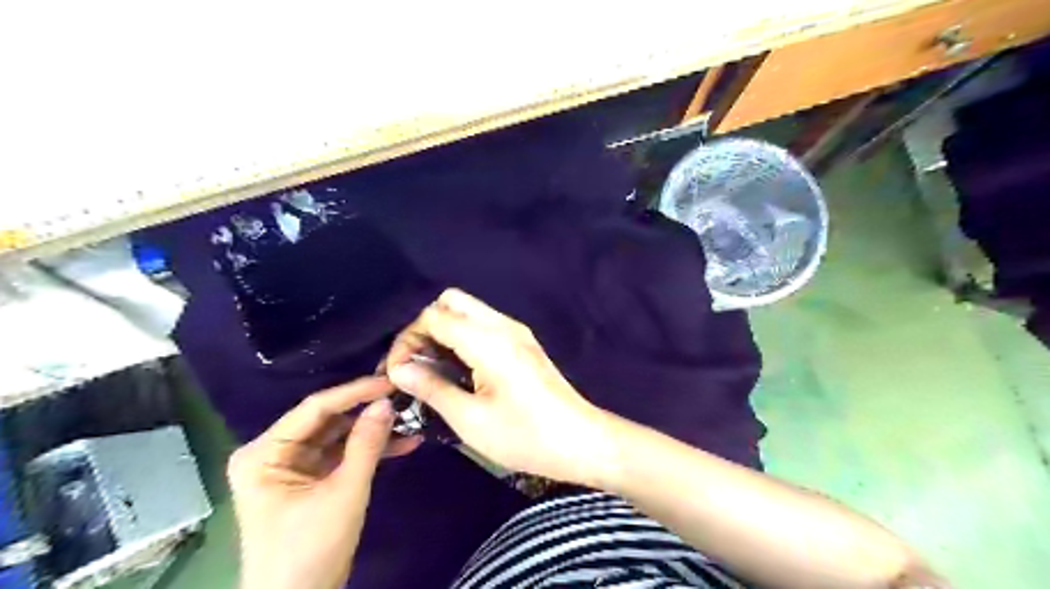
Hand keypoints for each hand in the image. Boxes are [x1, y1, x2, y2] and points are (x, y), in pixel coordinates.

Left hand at [231, 377, 422, 587]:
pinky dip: (369, 450)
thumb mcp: (344, 493)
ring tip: (411, 419)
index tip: (391, 380)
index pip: (315, 408)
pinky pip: (342, 454)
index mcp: (264, 452)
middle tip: (404, 396)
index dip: (356, 392)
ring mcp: (292, 466)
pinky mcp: (310, 479)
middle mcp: (274, 452)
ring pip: (339, 435)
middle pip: (328, 420)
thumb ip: (366, 444)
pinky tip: (403, 443)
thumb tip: (387, 402)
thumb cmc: (309, 550)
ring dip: (374, 431)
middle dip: (367, 411)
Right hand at [386, 287, 616, 484]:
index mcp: (488, 340)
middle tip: (415, 364)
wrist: (580, 441)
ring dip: (444, 331)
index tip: (398, 372)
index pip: (433, 316)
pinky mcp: (523, 342)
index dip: (408, 339)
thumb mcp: (470, 419)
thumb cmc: (525, 435)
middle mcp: (503, 325)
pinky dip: (462, 336)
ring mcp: (516, 331)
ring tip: (432, 368)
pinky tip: (458, 368)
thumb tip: (399, 370)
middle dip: (425, 327)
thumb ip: (432, 388)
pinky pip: (483, 324)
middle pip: (451, 302)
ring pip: (468, 310)